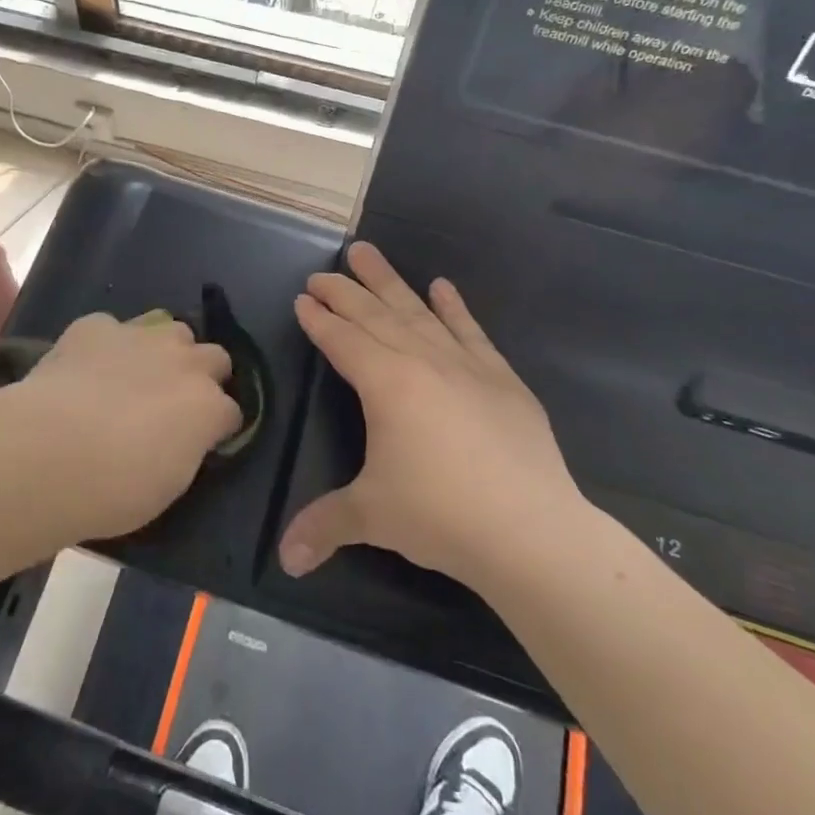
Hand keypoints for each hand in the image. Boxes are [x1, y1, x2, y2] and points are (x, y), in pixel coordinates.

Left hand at [15, 312, 240, 541]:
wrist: (50, 452)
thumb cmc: (115, 489)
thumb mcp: (168, 485)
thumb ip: (186, 450)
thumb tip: (182, 439)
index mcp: (208, 406)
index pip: (232, 410)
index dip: (217, 425)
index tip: (202, 440)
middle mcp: (184, 362)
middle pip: (214, 356)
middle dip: (202, 375)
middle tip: (176, 403)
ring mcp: (141, 336)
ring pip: (170, 327)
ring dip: (164, 348)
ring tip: (137, 374)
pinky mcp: (96, 326)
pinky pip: (112, 328)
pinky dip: (107, 345)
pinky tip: (87, 367)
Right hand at [279, 242, 584, 585]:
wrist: (531, 531)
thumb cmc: (442, 515)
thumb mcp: (372, 516)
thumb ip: (324, 527)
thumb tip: (283, 561)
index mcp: (386, 384)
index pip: (343, 341)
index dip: (319, 319)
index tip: (303, 298)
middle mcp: (423, 362)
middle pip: (375, 315)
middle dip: (344, 292)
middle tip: (322, 272)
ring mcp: (466, 366)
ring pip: (418, 312)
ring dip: (390, 282)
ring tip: (368, 252)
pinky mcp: (502, 379)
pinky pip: (471, 332)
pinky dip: (455, 308)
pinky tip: (443, 286)